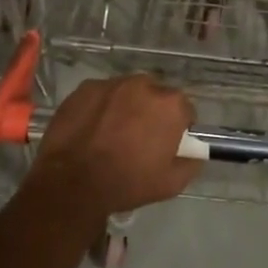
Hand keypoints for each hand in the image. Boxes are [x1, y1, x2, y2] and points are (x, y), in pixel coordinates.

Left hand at [25, 75, 199, 221]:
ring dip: (126, 107)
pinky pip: (102, 95)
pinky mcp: (86, 88)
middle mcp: (144, 85)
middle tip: (139, 139)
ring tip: (112, 133)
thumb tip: (195, 152)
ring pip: (128, 92)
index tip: (167, 143)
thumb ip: (191, 162)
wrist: (72, 183)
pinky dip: (102, 107)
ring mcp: (112, 83)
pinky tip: (92, 129)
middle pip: (156, 96)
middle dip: (152, 113)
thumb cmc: (127, 183)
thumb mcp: (171, 184)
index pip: (184, 110)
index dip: (178, 127)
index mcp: (170, 104)